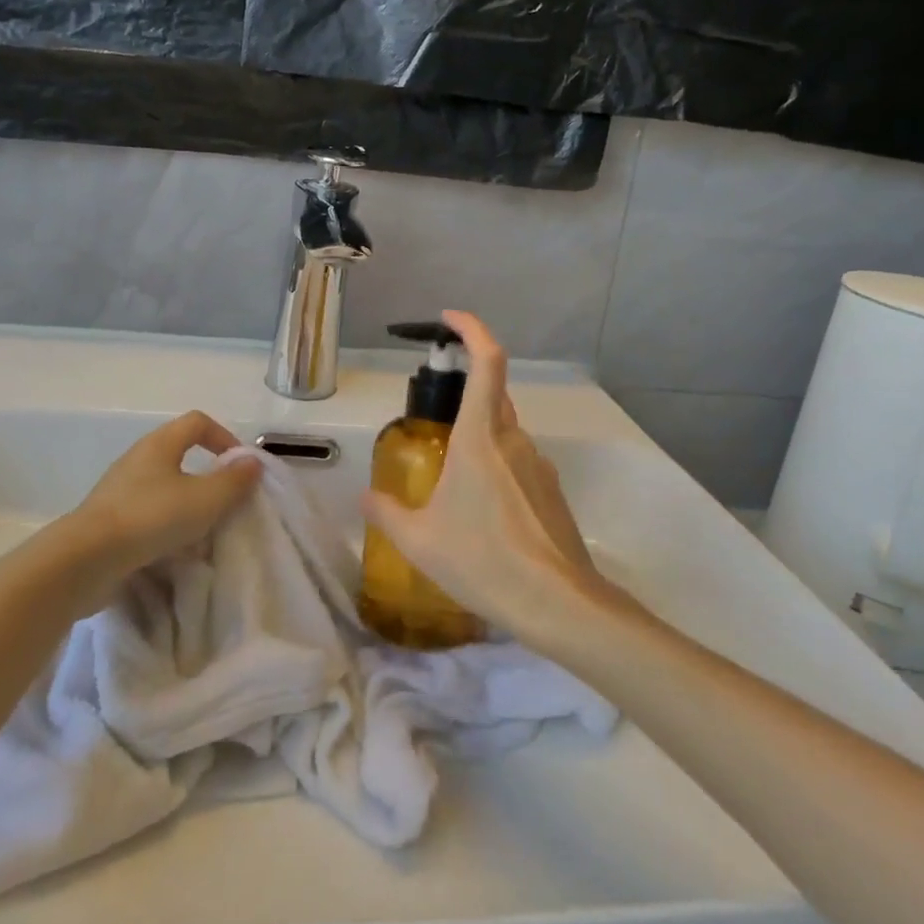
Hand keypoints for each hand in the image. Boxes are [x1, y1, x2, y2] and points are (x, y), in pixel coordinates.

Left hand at [70, 412, 261, 577]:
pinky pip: (147, 512)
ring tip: (202, 530)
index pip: (197, 422)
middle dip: (207, 474)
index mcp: (160, 444)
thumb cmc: (151, 518)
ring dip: (187, 502)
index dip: (224, 437)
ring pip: (164, 485)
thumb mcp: (205, 500)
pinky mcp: (108, 519)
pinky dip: (165, 524)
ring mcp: (119, 489)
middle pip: (179, 453)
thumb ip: (234, 480)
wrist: (85, 560)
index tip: (240, 466)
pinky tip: (174, 548)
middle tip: (225, 500)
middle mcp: (138, 458)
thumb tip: (252, 462)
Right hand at [359, 311, 599, 636]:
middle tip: (433, 420)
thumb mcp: (419, 540)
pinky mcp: (552, 491)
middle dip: (465, 393)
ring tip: (452, 484)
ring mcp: (539, 464)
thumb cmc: (482, 560)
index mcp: (480, 437)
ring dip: (479, 440)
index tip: (449, 319)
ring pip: (505, 433)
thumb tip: (365, 498)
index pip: (487, 362)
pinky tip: (482, 514)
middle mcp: (513, 439)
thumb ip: (387, 512)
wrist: (558, 604)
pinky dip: (496, 469)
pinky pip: (518, 463)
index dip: (471, 330)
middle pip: (493, 395)